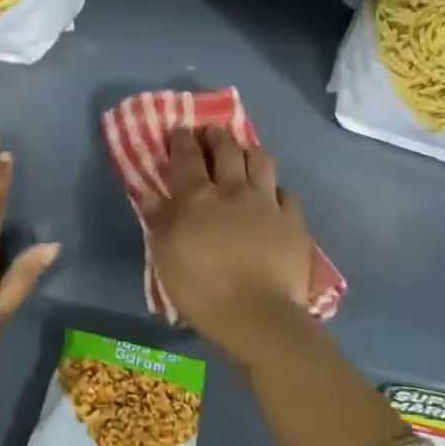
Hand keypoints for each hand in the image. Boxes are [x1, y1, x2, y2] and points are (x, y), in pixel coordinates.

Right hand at [142, 127, 312, 362]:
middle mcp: (232, 190)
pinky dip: (276, 189)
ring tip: (244, 153)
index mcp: (197, 197)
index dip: (182, 140)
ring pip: (261, 161)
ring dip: (250, 152)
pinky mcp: (293, 221)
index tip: (180, 130)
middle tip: (212, 133)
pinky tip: (273, 195)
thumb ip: (159, 221)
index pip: (187, 157)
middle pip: (227, 150)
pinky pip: (286, 193)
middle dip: (217, 137)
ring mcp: (267, 203)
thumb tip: (152, 195)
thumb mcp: (165, 256)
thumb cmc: (200, 287)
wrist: (255, 315)